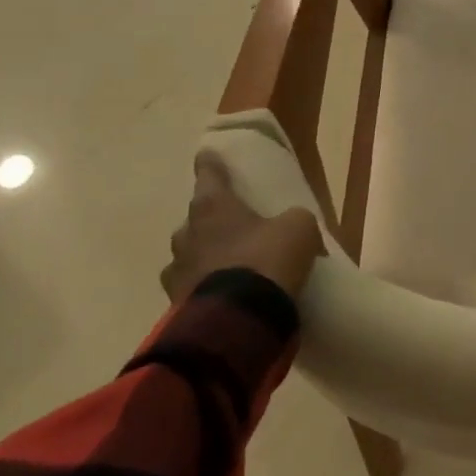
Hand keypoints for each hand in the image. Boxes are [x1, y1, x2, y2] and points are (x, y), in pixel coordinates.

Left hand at [162, 151, 323, 303]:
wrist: (239, 320)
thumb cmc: (268, 259)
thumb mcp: (299, 227)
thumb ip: (293, 219)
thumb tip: (290, 228)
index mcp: (213, 207)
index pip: (209, 175)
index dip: (211, 164)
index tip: (207, 154)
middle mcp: (187, 234)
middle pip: (196, 219)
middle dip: (210, 220)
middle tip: (233, 225)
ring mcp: (177, 272)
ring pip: (189, 255)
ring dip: (205, 256)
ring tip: (229, 266)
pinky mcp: (176, 306)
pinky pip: (192, 288)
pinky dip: (206, 287)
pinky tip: (226, 294)